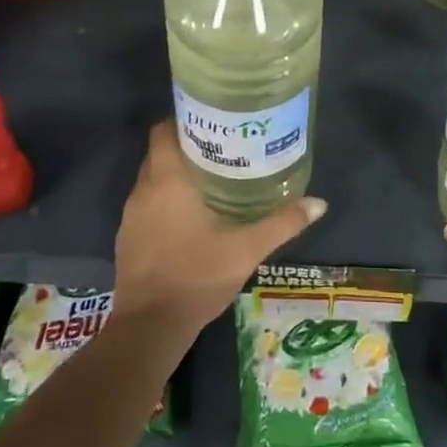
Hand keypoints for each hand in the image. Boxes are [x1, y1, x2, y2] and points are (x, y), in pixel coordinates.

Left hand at [112, 122, 326, 339]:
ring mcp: (130, 216)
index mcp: (167, 181)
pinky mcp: (127, 238)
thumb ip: (282, 223)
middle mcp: (143, 190)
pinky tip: (189, 215)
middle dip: (185, 146)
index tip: (211, 121)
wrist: (150, 327)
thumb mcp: (247, 249)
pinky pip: (146, 205)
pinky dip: (164, 201)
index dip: (183, 120)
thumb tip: (319, 203)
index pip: (163, 131)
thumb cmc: (197, 276)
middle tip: (221, 147)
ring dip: (174, 175)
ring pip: (151, 180)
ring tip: (210, 177)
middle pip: (158, 152)